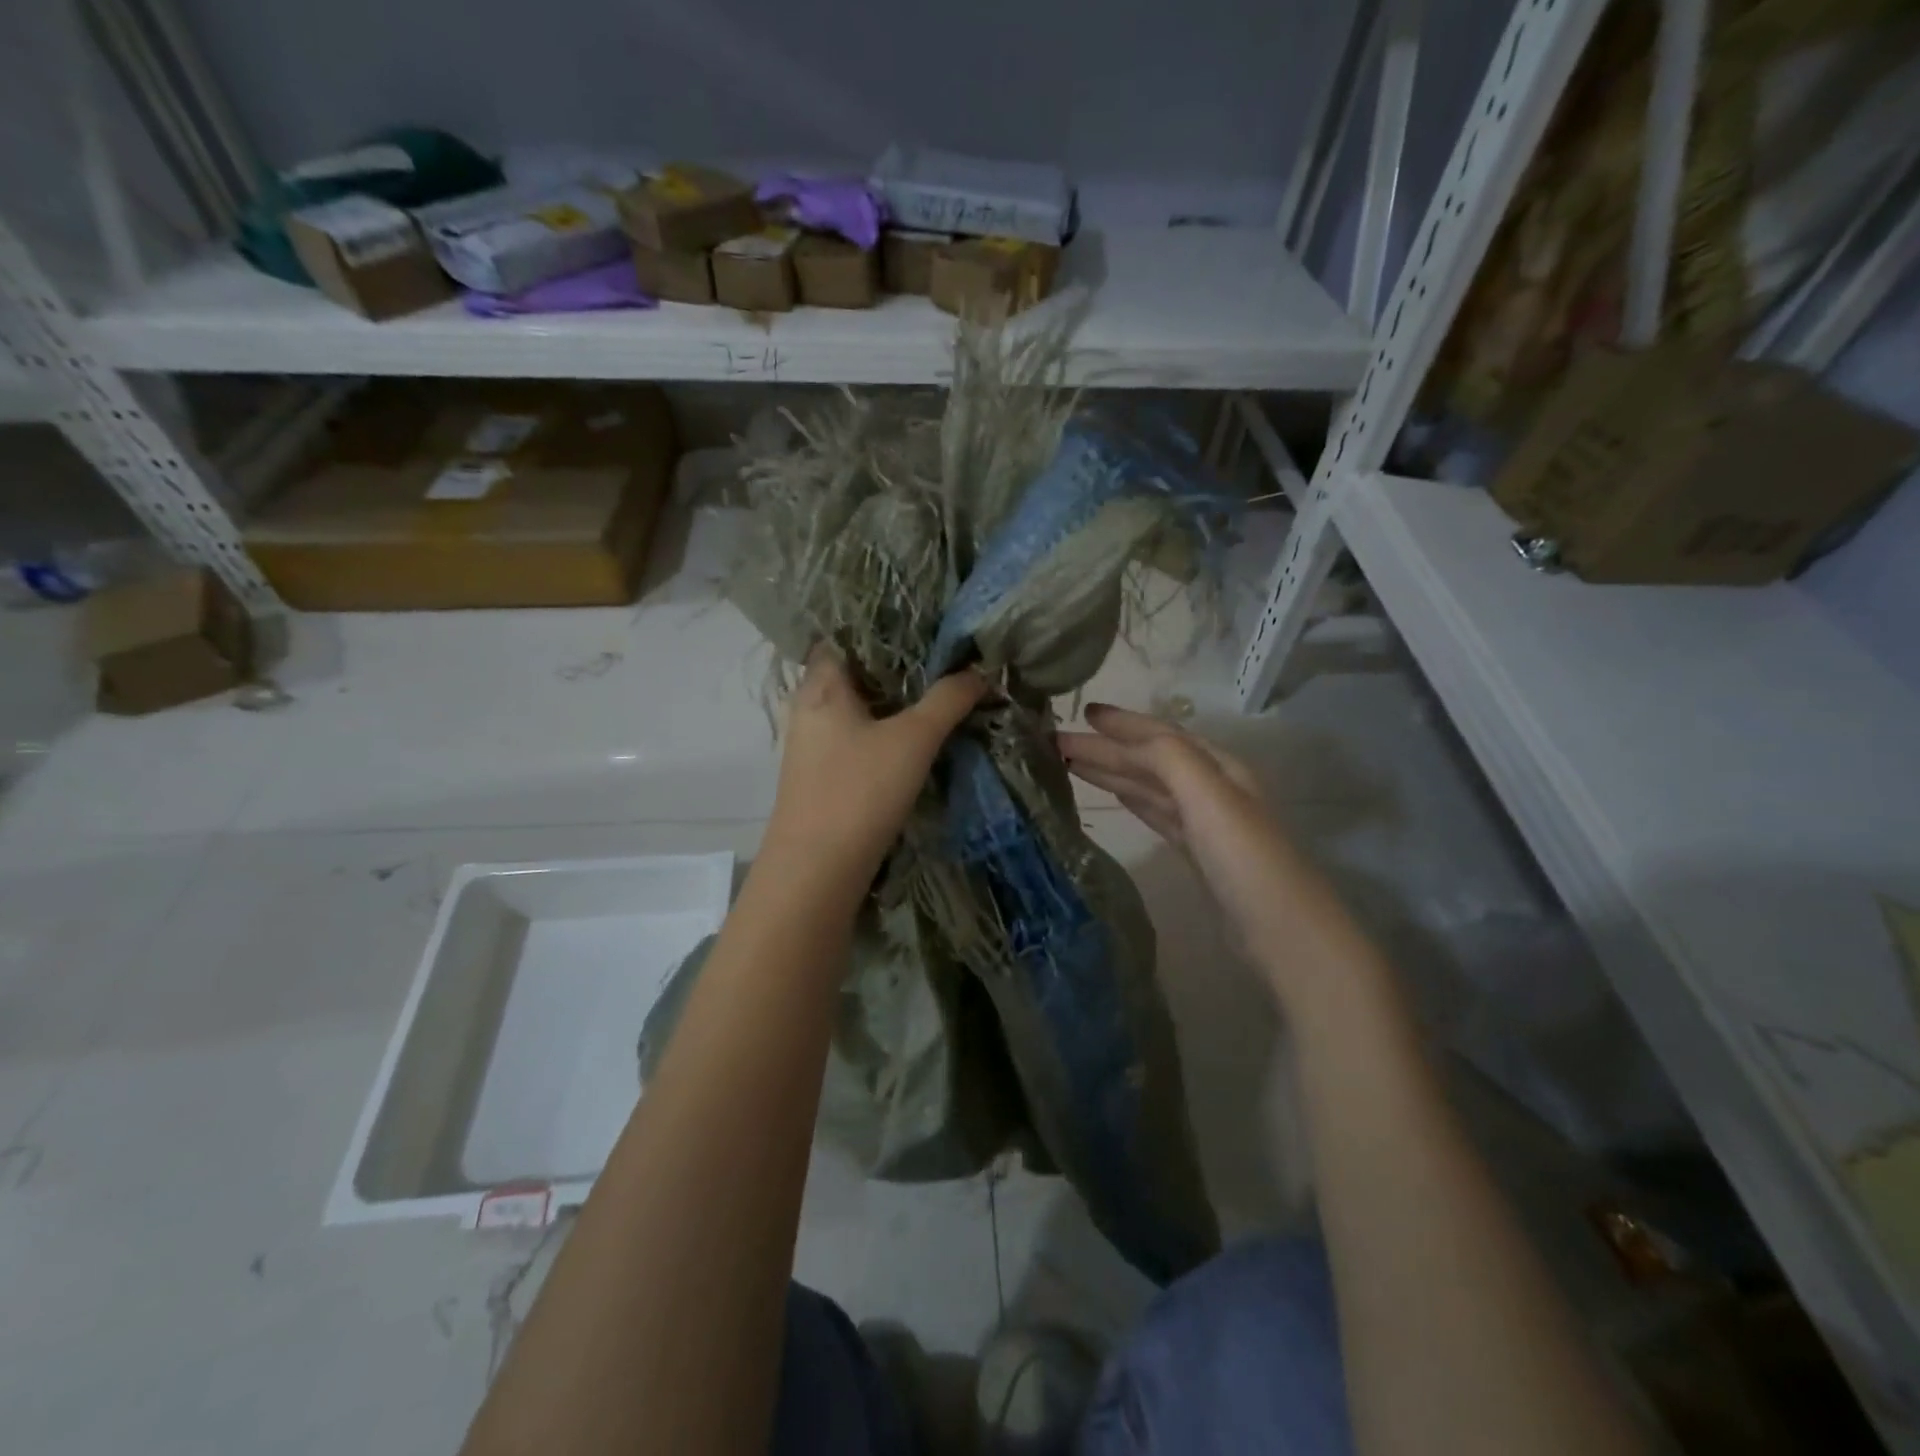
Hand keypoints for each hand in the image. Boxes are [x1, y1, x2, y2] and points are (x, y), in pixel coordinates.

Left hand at [762, 647, 987, 900]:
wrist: (817, 872)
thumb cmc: (858, 791)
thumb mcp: (913, 739)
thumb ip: (948, 699)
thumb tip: (980, 669)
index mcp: (822, 684)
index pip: (847, 633)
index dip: (885, 623)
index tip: (927, 622)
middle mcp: (811, 706)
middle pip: (858, 671)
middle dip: (901, 665)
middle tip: (948, 655)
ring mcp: (815, 743)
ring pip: (861, 706)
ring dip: (897, 700)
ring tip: (943, 689)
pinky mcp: (825, 774)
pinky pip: (860, 735)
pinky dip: (888, 729)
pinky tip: (920, 735)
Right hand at [1056, 703, 1300, 965]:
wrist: (1282, 932)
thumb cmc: (1244, 858)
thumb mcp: (1209, 796)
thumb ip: (1168, 758)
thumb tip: (1124, 739)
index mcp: (1219, 767)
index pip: (1162, 735)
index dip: (1123, 723)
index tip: (1084, 711)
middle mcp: (1212, 788)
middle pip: (1151, 761)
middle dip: (1107, 748)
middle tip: (1059, 741)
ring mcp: (1205, 823)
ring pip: (1150, 787)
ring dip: (1114, 773)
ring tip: (1072, 765)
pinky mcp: (1197, 854)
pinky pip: (1156, 815)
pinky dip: (1134, 801)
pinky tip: (1116, 798)